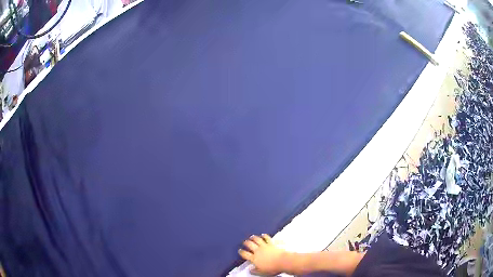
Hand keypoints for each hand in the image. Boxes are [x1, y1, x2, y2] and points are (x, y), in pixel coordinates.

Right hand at [238, 234, 287, 275]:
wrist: (282, 261)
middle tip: (245, 242)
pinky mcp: (272, 243)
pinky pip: (267, 238)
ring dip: (254, 238)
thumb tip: (250, 270)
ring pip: (257, 239)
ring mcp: (265, 246)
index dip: (242, 252)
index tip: (240, 250)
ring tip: (252, 237)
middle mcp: (258, 250)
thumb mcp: (261, 272)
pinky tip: (264, 235)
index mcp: (254, 258)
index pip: (245, 254)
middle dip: (246, 243)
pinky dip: (264, 236)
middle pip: (250, 244)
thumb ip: (254, 271)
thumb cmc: (272, 268)